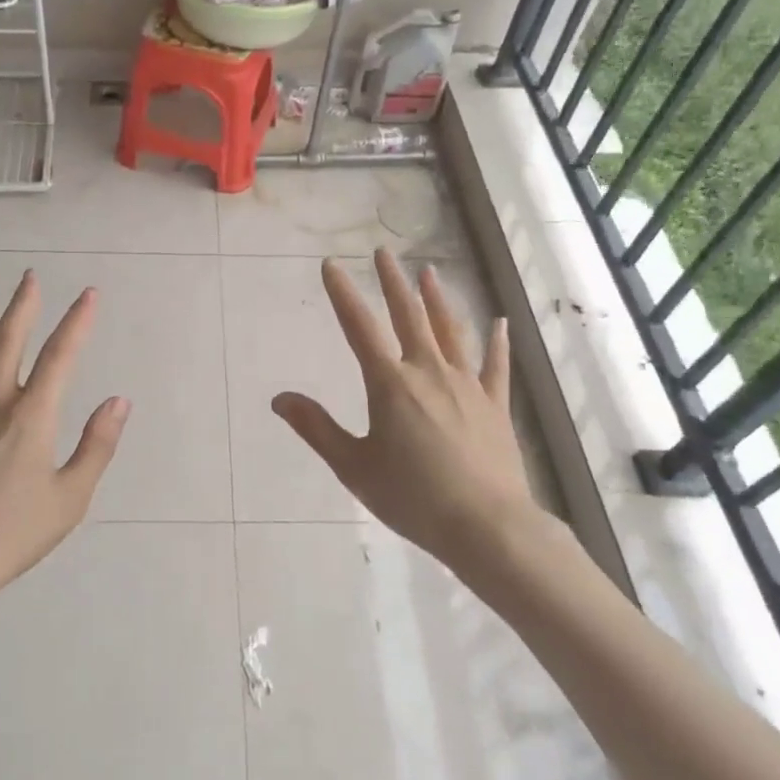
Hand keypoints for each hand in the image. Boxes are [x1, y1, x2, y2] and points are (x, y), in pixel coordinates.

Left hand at [0, 271, 128, 603]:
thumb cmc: (14, 533)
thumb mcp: (70, 497)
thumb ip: (97, 445)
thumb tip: (119, 401)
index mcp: (32, 416)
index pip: (61, 356)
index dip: (78, 321)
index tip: (89, 294)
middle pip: (9, 342)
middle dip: (23, 306)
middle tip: (29, 276)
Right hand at [271, 249, 541, 573]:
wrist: (486, 526)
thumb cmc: (412, 497)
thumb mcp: (353, 466)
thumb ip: (317, 428)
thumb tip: (279, 398)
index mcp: (390, 384)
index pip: (359, 328)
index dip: (343, 294)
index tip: (332, 265)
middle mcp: (428, 372)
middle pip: (409, 316)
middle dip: (392, 282)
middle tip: (383, 253)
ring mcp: (466, 385)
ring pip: (450, 330)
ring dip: (437, 299)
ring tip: (429, 272)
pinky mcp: (495, 404)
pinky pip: (495, 365)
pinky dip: (497, 341)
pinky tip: (500, 321)